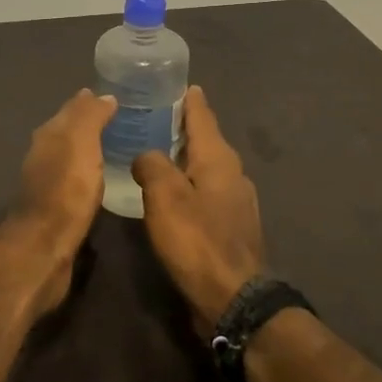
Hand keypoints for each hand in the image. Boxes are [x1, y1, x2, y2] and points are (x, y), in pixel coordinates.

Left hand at [0, 89, 118, 314]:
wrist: (44, 246)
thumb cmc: (65, 190)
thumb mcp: (81, 143)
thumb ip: (90, 117)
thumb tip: (102, 95)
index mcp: (49, 134)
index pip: (72, 109)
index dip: (91, 102)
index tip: (117, 97)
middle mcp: (44, 154)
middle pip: (69, 131)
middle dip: (91, 123)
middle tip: (124, 120)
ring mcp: (48, 182)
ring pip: (72, 156)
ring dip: (90, 150)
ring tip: (119, 148)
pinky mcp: (56, 208)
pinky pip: (76, 180)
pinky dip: (89, 174)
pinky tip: (104, 180)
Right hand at [131, 86, 265, 327]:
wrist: (233, 299)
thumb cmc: (197, 240)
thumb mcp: (164, 196)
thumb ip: (152, 165)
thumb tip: (146, 155)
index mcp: (218, 158)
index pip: (202, 115)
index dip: (188, 99)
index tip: (176, 83)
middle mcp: (232, 173)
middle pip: (205, 140)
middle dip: (183, 127)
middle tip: (153, 116)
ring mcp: (235, 202)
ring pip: (206, 167)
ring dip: (184, 157)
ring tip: (156, 152)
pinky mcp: (231, 226)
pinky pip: (206, 192)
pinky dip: (188, 183)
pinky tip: (171, 194)